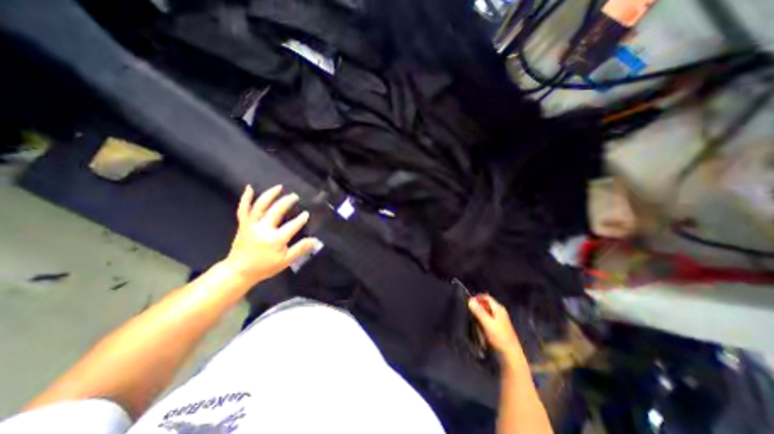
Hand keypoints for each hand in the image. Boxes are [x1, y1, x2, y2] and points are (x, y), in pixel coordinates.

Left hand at [222, 184, 318, 284]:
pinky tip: (249, 188)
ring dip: (270, 194)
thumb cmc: (264, 267)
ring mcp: (251, 225)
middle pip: (277, 210)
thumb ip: (300, 249)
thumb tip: (315, 241)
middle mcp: (263, 229)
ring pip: (260, 205)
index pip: (292, 225)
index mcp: (275, 239)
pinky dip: (246, 198)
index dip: (301, 219)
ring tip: (279, 187)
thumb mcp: (286, 261)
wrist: (238, 271)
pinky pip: (243, 209)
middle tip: (295, 196)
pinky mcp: (243, 224)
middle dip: (287, 201)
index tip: (306, 214)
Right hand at [466, 296, 525, 363]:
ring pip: (486, 313)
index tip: (468, 303)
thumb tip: (470, 300)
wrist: (511, 356)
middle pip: (486, 305)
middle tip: (470, 314)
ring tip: (475, 323)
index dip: (477, 298)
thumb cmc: (499, 338)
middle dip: (477, 308)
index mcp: (499, 309)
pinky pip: (487, 320)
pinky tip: (480, 329)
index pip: (486, 297)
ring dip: (479, 316)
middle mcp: (500, 312)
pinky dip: (482, 322)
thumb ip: (479, 311)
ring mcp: (500, 320)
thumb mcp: (487, 324)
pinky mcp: (498, 328)